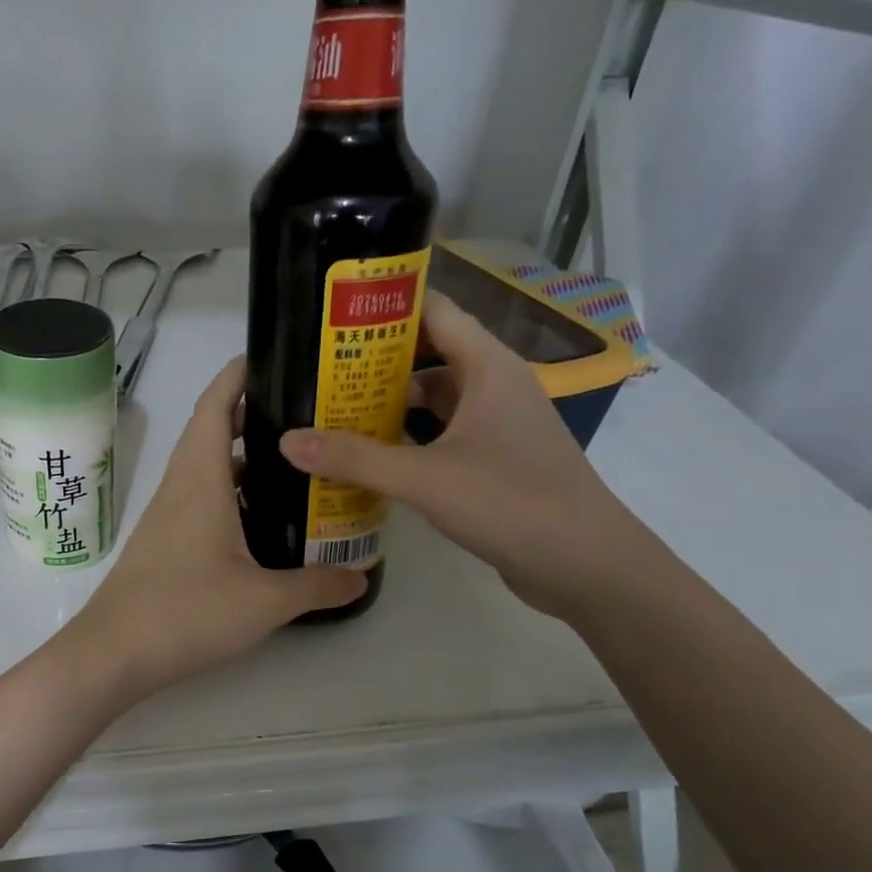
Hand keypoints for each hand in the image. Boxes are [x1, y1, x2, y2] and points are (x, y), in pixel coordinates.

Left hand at [70, 358, 364, 697]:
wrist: (114, 652)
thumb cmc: (186, 613)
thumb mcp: (265, 602)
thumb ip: (317, 586)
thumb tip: (361, 577)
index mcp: (201, 479)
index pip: (215, 405)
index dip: (239, 374)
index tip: (274, 357)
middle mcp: (180, 486)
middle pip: (210, 429)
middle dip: (250, 411)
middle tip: (302, 413)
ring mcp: (166, 514)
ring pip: (204, 466)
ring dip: (239, 454)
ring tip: (291, 460)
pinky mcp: (163, 540)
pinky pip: (198, 496)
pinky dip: (228, 490)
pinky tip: (259, 517)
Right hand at [279, 291, 650, 617]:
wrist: (585, 564)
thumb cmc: (510, 502)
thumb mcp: (424, 477)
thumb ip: (355, 459)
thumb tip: (286, 441)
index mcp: (488, 368)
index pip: (435, 312)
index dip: (388, 306)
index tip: (336, 312)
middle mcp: (495, 386)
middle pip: (430, 355)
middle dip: (377, 359)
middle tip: (320, 367)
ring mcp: (498, 425)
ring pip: (436, 398)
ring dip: (390, 403)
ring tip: (334, 408)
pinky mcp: (495, 460)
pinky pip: (442, 434)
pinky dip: (408, 438)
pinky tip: (371, 455)